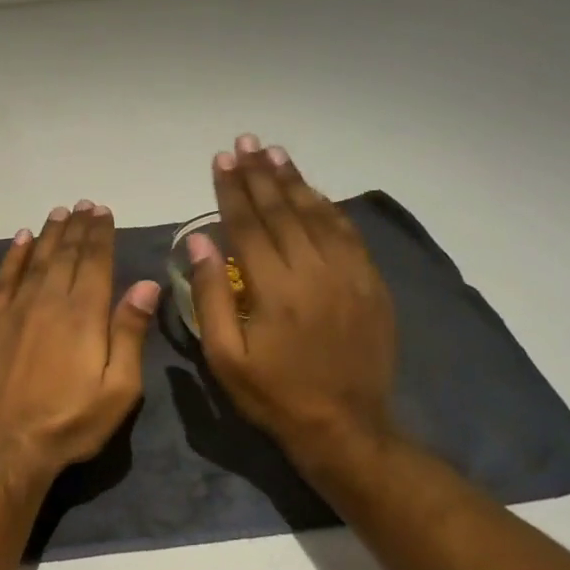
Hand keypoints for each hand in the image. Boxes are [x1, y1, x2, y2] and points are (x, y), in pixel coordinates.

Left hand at [0, 201, 160, 491]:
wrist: (8, 446)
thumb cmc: (71, 422)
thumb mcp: (119, 388)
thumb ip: (129, 332)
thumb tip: (146, 284)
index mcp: (84, 315)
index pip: (96, 262)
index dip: (101, 234)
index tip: (104, 211)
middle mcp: (49, 301)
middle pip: (66, 255)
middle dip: (78, 228)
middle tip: (84, 205)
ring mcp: (16, 310)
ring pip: (36, 260)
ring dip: (49, 234)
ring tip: (59, 213)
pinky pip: (4, 279)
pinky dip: (13, 256)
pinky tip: (20, 240)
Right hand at [187, 136, 397, 472]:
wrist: (345, 427)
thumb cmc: (273, 394)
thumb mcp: (224, 355)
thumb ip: (210, 295)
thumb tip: (199, 240)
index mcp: (274, 288)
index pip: (248, 224)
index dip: (232, 189)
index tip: (221, 159)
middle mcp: (314, 270)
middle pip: (283, 210)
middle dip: (260, 174)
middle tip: (245, 143)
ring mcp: (348, 275)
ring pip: (318, 214)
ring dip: (294, 182)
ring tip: (275, 154)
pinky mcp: (370, 284)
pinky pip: (347, 234)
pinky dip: (328, 207)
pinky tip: (313, 192)